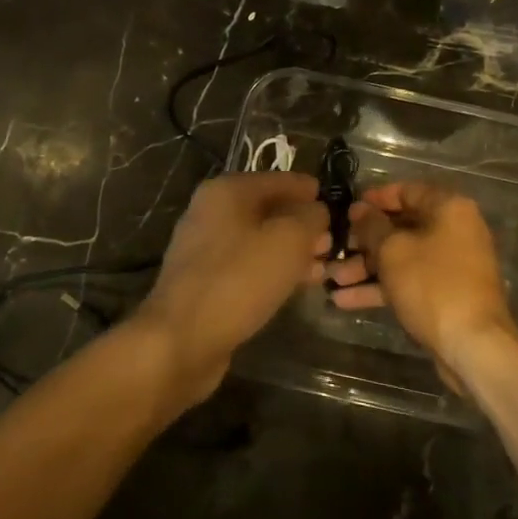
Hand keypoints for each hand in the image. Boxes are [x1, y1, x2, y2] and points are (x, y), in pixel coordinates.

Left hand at [132, 172, 328, 408]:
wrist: (180, 339)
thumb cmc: (239, 279)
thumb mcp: (290, 240)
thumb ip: (311, 217)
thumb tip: (317, 211)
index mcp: (228, 190)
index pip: (280, 179)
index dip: (310, 190)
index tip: (336, 204)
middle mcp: (211, 212)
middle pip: (268, 210)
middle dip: (302, 224)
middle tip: (333, 242)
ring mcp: (204, 248)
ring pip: (259, 240)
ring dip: (291, 251)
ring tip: (322, 267)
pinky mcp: (204, 282)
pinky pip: (247, 266)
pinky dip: (272, 271)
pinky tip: (295, 286)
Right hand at [325, 182, 517, 375]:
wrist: (472, 345)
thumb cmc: (432, 285)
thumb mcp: (393, 250)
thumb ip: (371, 226)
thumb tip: (358, 209)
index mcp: (449, 208)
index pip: (407, 191)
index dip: (375, 198)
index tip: (347, 208)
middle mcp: (454, 231)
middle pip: (402, 226)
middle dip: (364, 240)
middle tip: (333, 247)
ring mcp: (451, 265)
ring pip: (402, 257)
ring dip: (366, 267)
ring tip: (331, 278)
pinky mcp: (445, 294)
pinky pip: (408, 281)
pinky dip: (380, 288)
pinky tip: (344, 300)